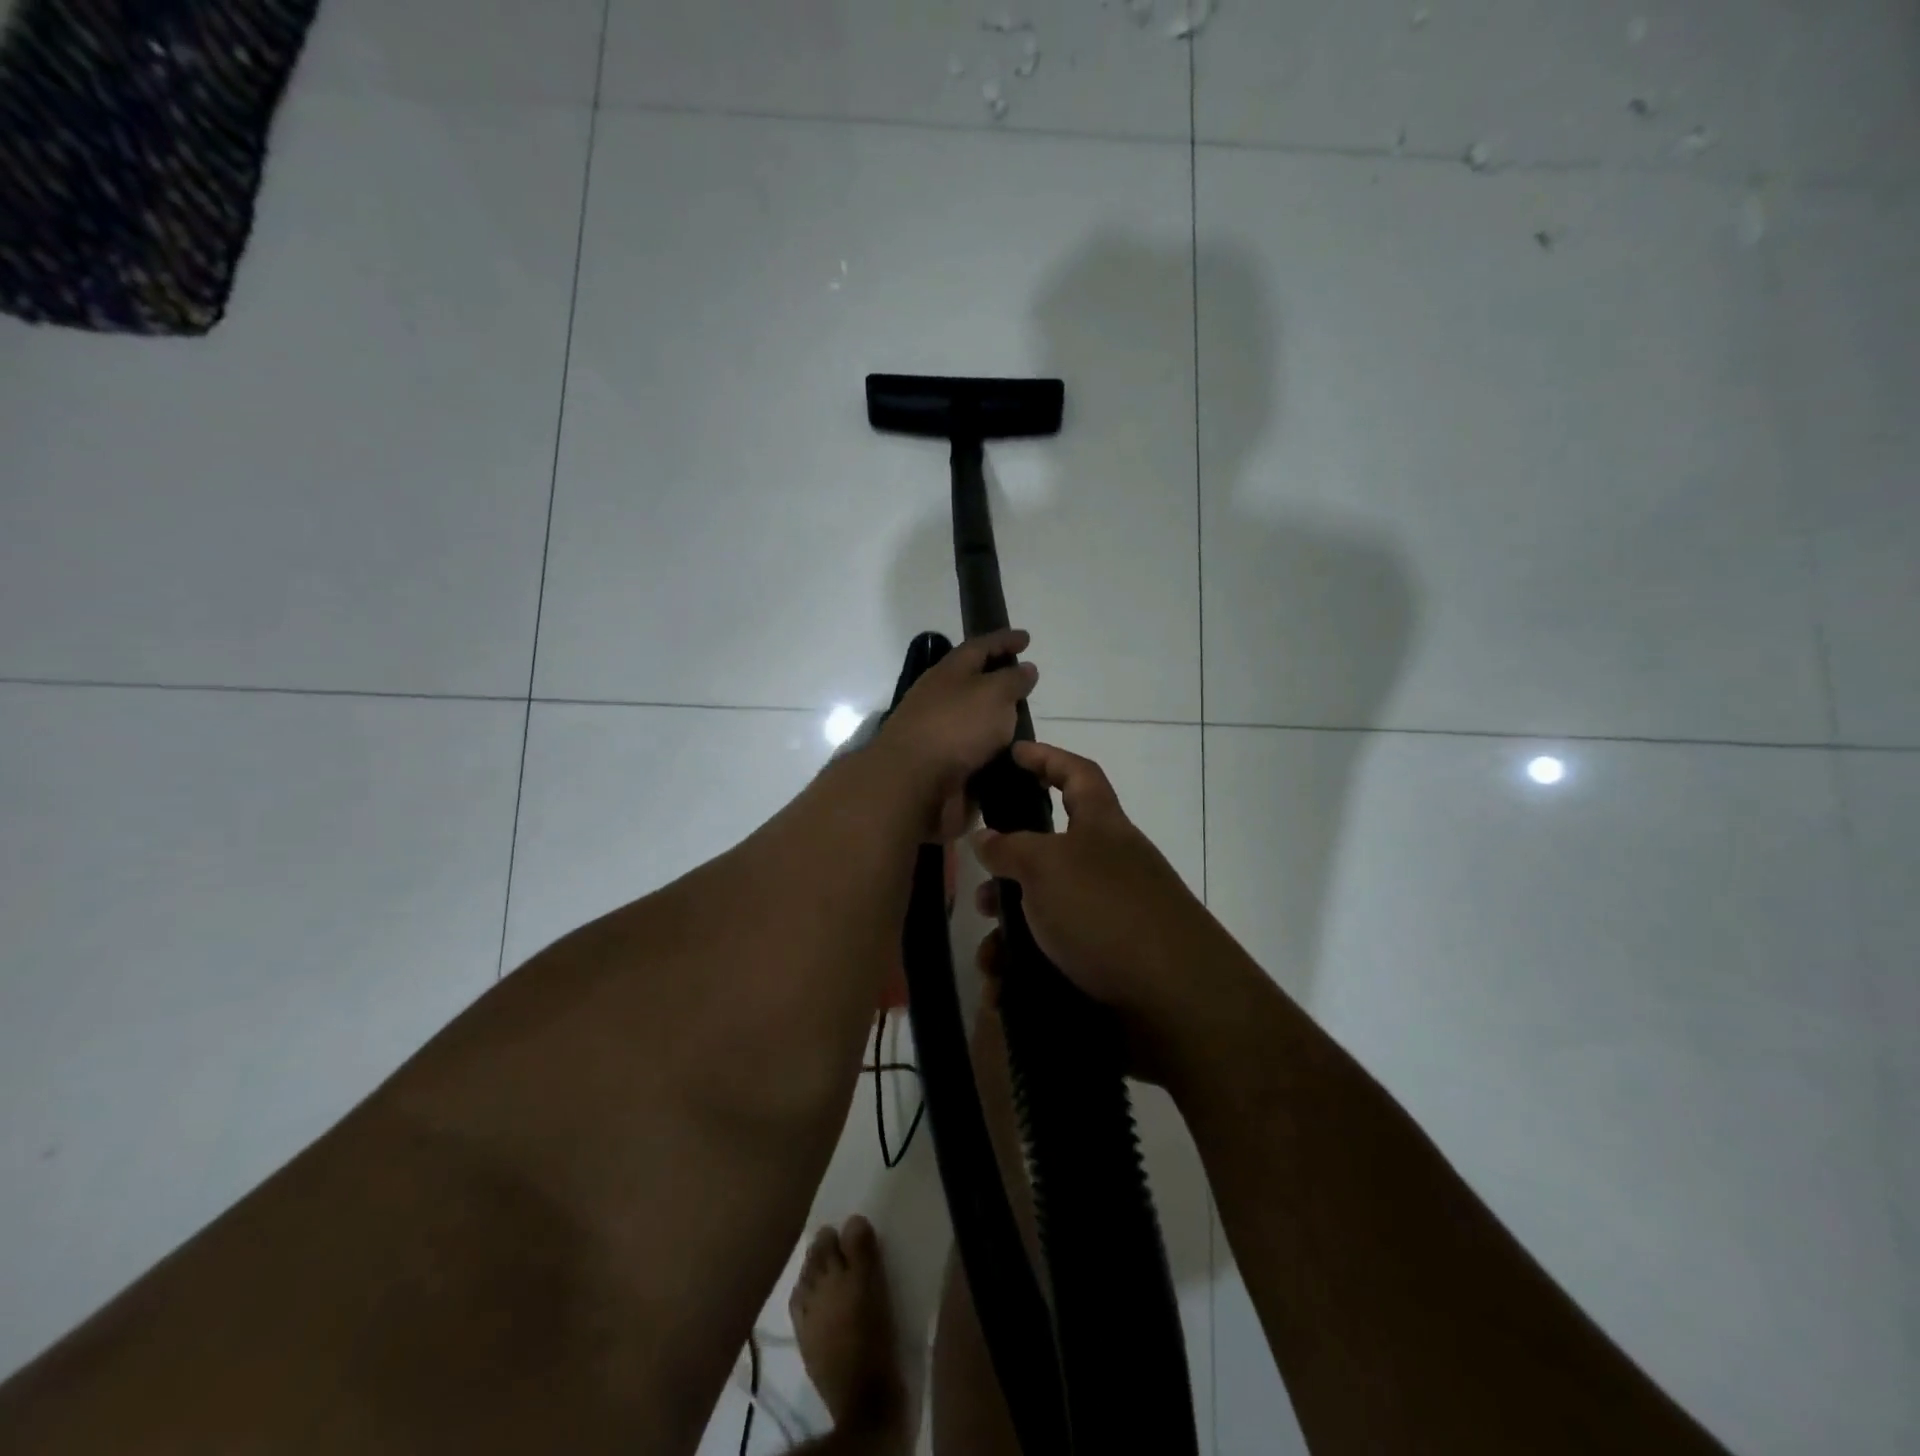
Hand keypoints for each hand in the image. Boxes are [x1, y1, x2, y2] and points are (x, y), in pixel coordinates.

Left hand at [872, 629, 1037, 839]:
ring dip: (997, 721)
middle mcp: (940, 699)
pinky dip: (991, 753)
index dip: (1004, 640)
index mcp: (949, 672)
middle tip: (1027, 684)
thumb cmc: (956, 727)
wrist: (913, 784)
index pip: (980, 647)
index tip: (1026, 639)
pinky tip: (1012, 758)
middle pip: (973, 683)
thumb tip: (1025, 668)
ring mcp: (938, 734)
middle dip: (999, 681)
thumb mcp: (993, 694)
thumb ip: (1012, 680)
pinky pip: (973, 753)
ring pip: (973, 720)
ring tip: (1027, 725)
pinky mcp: (942, 766)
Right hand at [971, 741, 1244, 1065]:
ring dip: (1011, 931)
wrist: (1175, 1003)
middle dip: (1010, 871)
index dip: (1047, 758)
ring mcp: (1110, 917)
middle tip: (980, 891)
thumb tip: (985, 837)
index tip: (1013, 754)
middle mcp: (1108, 867)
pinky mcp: (1107, 965)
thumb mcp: (1047, 867)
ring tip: (989, 956)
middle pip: (1051, 852)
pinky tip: (1003, 987)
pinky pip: (1054, 958)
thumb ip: (1010, 848)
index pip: (1077, 774)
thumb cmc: (1106, 913)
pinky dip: (1025, 970)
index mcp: (1102, 828)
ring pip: (1045, 912)